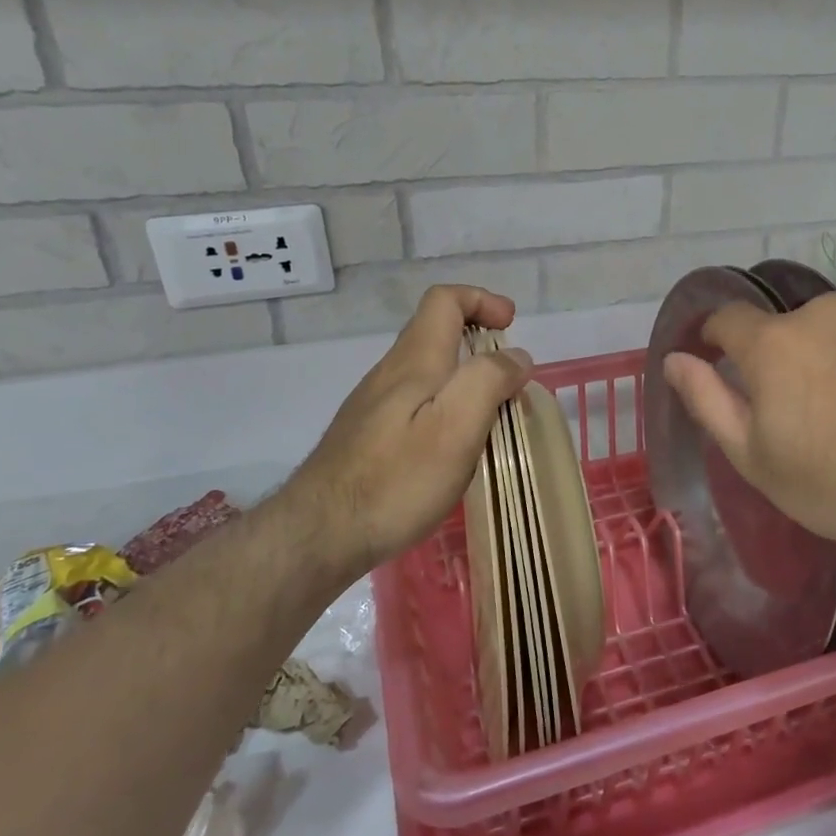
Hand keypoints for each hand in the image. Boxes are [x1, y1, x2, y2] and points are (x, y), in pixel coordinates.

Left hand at [275, 286, 531, 586]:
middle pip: (435, 332)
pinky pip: (415, 401)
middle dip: (478, 339)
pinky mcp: (368, 436)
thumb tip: (516, 358)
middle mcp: (390, 373)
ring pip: (426, 369)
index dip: (481, 300)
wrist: (319, 535)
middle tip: (510, 379)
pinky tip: (453, 446)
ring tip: (491, 416)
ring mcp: (373, 405)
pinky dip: (446, 404)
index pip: (445, 301)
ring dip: (464, 375)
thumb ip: (489, 381)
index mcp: (415, 362)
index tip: (511, 325)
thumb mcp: (456, 427)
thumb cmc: (396, 480)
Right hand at [662, 294, 835, 593]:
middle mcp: (825, 313)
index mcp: (774, 342)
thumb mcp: (753, 456)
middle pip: (789, 328)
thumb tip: (674, 359)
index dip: (717, 338)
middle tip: (804, 410)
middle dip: (786, 358)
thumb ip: (707, 399)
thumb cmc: (835, 482)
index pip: (728, 318)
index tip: (722, 362)